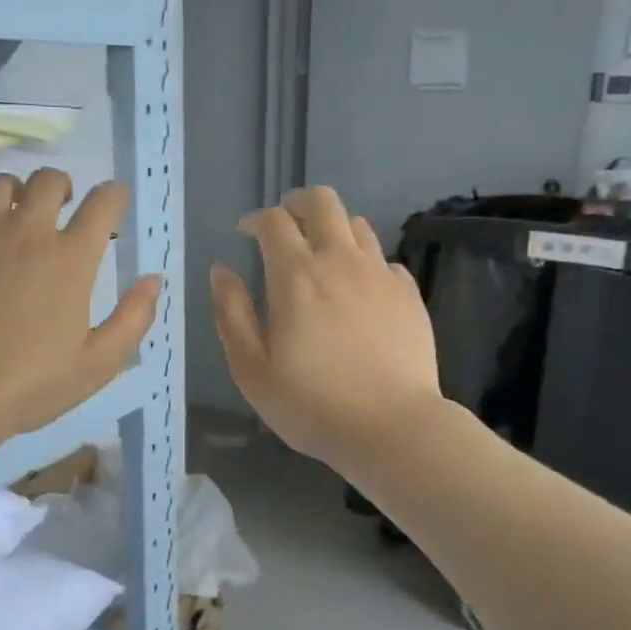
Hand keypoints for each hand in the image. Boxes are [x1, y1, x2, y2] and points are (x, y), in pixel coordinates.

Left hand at [0, 167, 158, 453]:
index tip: (114, 201)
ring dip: (10, 191)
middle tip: (60, 206)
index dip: (114, 196)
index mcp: (70, 258)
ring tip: (10, 211)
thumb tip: (153, 279)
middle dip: (61, 186)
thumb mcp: (99, 363)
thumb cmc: (31, 384)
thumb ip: (134, 318)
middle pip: (47, 181)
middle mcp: (25, 232)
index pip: (102, 204)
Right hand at [211, 186, 442, 470]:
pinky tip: (360, 291)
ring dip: (334, 230)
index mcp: (296, 275)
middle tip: (286, 225)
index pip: (274, 221)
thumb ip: (232, 313)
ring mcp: (380, 274)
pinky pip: (385, 260)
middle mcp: (340, 261)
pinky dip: (366, 263)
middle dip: (298, 203)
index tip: (245, 233)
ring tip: (323, 257)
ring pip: (357, 225)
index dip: (255, 219)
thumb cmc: (312, 404)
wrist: (392, 428)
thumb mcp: (252, 369)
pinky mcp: (409, 294)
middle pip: (322, 201)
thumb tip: (221, 271)